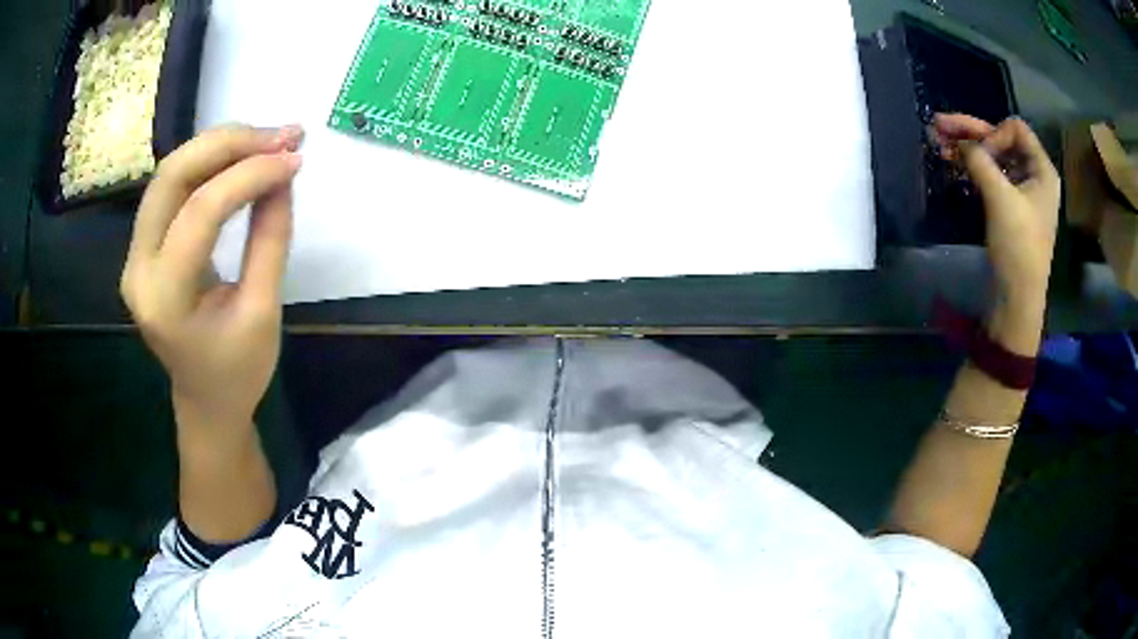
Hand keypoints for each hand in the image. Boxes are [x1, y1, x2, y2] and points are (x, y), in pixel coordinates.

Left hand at [120, 125, 303, 434]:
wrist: (205, 402)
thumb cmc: (237, 373)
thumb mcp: (263, 313)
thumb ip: (271, 239)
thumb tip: (284, 173)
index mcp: (164, 299)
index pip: (200, 212)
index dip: (249, 176)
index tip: (295, 160)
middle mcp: (138, 269)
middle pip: (171, 176)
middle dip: (227, 144)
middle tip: (280, 135)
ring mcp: (135, 254)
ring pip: (169, 172)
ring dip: (219, 145)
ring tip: (266, 140)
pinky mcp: (144, 246)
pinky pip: (172, 187)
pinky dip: (209, 163)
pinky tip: (241, 158)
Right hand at [930, 114, 1061, 307]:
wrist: (1016, 298)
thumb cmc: (1018, 247)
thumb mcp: (1001, 199)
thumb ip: (980, 161)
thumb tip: (959, 142)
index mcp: (1042, 170)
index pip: (1016, 129)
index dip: (994, 133)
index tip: (980, 155)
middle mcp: (1033, 175)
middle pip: (1001, 139)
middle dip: (970, 132)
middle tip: (938, 124)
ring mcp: (1021, 191)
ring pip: (992, 156)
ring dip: (967, 148)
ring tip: (937, 140)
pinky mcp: (1009, 206)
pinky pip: (990, 175)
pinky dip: (971, 166)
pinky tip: (951, 161)